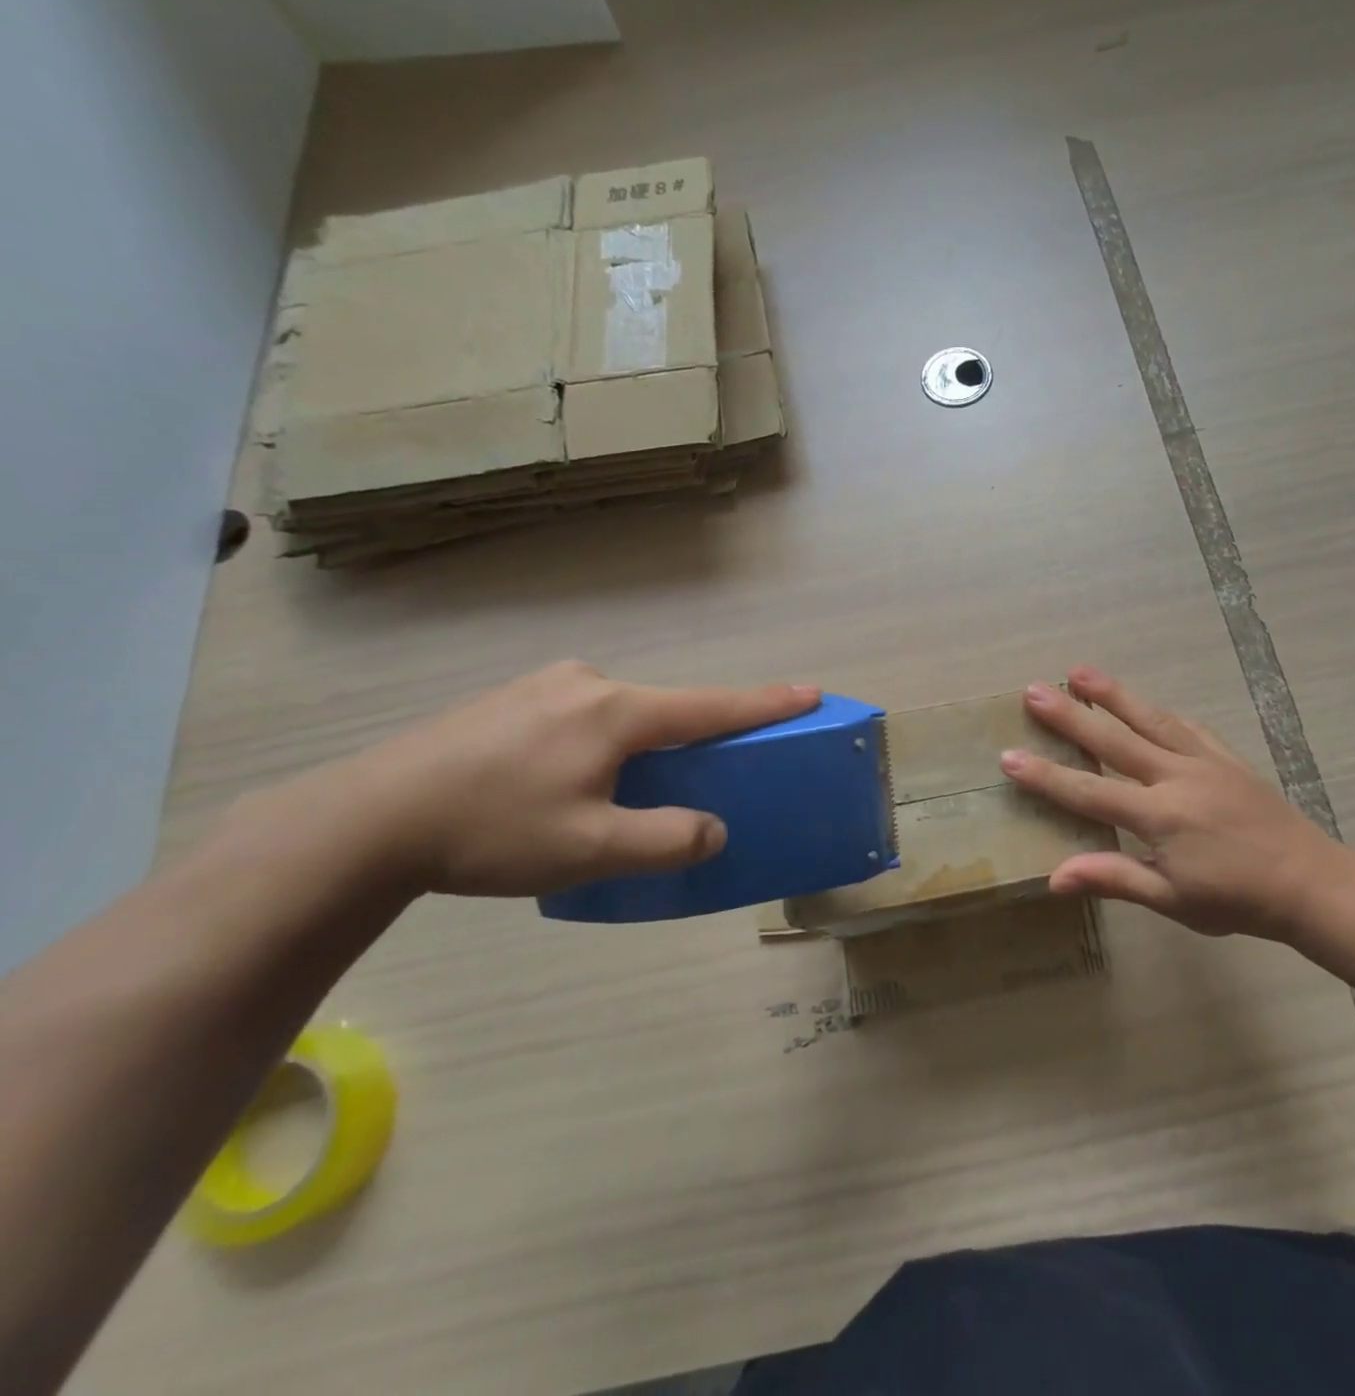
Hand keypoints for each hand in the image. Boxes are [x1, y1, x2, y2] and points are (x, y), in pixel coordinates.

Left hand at [223, 661, 819, 899]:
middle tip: (690, 779)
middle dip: (687, 739)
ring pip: (619, 715)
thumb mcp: (591, 849)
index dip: (766, 704)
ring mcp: (543, 686)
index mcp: (615, 711)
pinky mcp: (509, 699)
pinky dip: (598, 743)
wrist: (366, 818)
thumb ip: (667, 840)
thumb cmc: (491, 830)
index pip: (710, 707)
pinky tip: (559, 782)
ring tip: (610, 795)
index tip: (811, 692)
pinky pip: (581, 716)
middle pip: (663, 710)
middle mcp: (587, 684)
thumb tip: (713, 830)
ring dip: (637, 746)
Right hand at [999, 668, 1350, 938]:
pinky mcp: (1227, 758)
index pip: (1089, 793)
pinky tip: (1146, 704)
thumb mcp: (1173, 900)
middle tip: (1034, 691)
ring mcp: (1204, 762)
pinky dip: (1161, 713)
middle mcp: (1176, 778)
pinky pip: (1188, 727)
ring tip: (1079, 671)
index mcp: (1159, 816)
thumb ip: (1115, 879)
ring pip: (1150, 720)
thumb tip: (1056, 877)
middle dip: (1070, 717)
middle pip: (1113, 741)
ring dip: (1112, 695)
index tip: (1009, 756)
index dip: (1046, 776)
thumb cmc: (1237, 900)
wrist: (1311, 883)